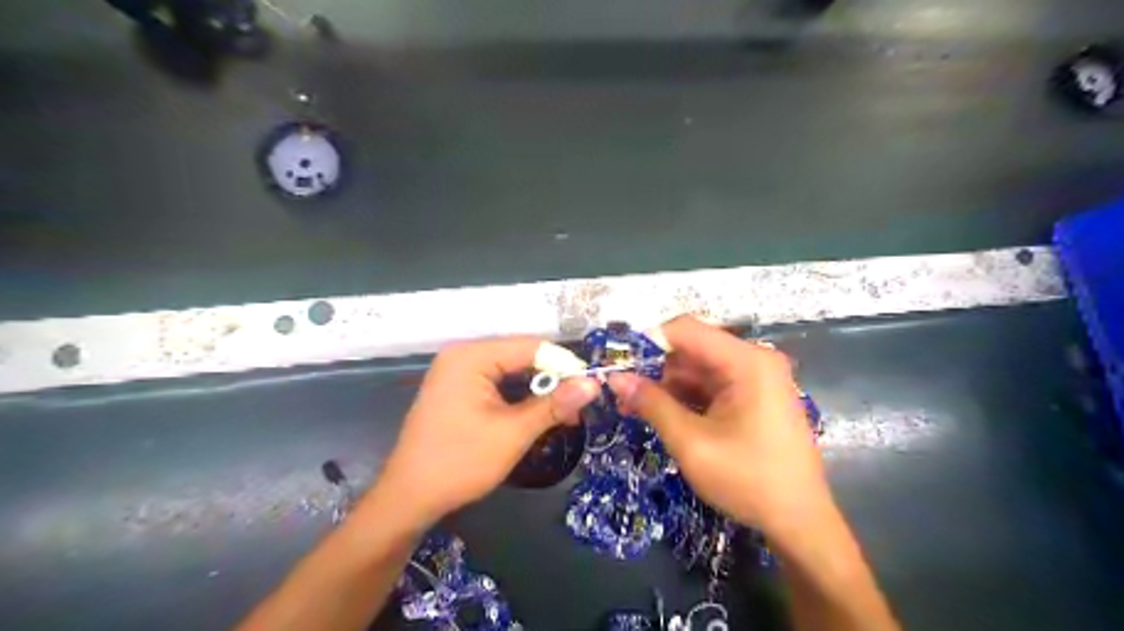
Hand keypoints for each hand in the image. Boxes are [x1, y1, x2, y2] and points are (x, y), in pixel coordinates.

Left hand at [377, 341, 601, 526]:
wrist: (409, 498)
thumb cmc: (460, 462)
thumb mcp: (513, 433)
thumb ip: (554, 405)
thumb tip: (592, 384)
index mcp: (472, 355)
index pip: (532, 346)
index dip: (565, 364)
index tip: (591, 388)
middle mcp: (463, 355)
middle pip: (522, 356)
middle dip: (552, 380)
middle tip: (578, 408)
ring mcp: (458, 372)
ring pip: (512, 371)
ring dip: (538, 391)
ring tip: (564, 415)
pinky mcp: (458, 389)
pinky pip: (498, 384)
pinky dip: (519, 398)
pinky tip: (537, 415)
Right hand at [607, 315, 833, 537]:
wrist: (799, 521)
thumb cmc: (748, 480)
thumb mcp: (692, 443)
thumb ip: (652, 404)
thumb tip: (614, 378)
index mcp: (747, 361)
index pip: (686, 329)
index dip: (648, 342)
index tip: (618, 364)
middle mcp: (753, 360)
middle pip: (691, 348)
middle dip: (654, 369)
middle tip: (621, 393)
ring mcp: (755, 378)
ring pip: (697, 368)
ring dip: (665, 386)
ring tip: (632, 408)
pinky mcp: (753, 396)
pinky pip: (710, 385)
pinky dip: (684, 397)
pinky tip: (660, 415)